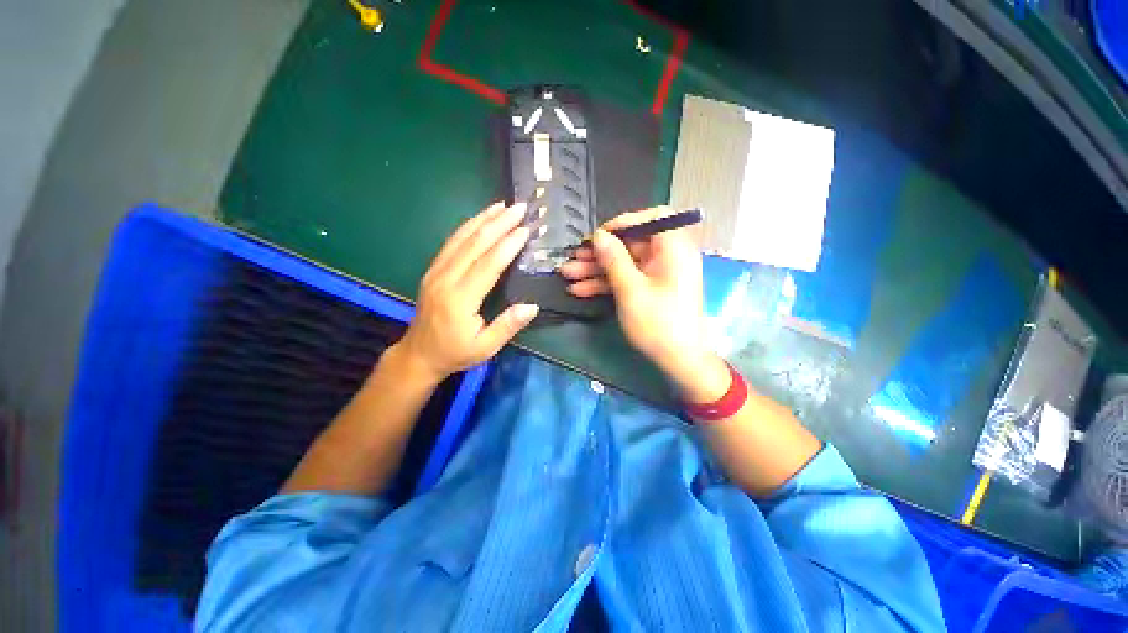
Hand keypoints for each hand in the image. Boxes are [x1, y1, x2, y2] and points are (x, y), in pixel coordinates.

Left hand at [395, 201, 538, 382]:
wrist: (418, 354)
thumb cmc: (455, 352)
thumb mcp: (485, 347)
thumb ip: (508, 326)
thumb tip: (532, 306)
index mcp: (460, 299)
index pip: (487, 265)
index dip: (507, 245)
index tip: (525, 230)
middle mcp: (445, 279)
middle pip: (474, 244)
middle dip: (498, 223)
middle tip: (519, 207)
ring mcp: (436, 271)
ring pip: (460, 238)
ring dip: (483, 219)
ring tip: (502, 205)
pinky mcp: (433, 269)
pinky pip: (451, 242)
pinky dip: (468, 226)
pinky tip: (480, 219)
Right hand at [558, 207, 725, 398]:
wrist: (680, 362)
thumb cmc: (658, 323)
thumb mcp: (631, 290)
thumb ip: (614, 259)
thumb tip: (599, 235)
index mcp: (673, 248)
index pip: (651, 219)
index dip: (622, 223)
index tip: (597, 236)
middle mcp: (667, 257)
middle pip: (630, 245)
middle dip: (599, 253)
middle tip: (572, 259)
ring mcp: (657, 275)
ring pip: (624, 265)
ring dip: (596, 270)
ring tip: (567, 275)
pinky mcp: (649, 291)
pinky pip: (626, 280)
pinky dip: (605, 284)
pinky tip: (580, 290)